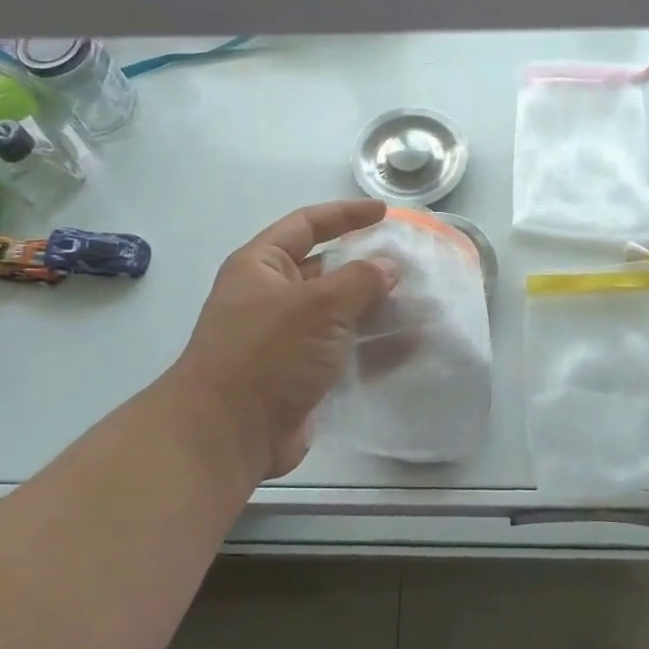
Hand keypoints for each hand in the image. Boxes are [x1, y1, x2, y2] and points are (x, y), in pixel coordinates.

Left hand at [168, 200, 397, 485]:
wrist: (228, 434)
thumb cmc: (267, 353)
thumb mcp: (317, 305)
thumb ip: (359, 279)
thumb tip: (388, 268)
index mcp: (261, 267)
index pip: (306, 225)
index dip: (344, 215)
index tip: (384, 214)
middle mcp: (271, 298)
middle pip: (326, 271)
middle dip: (367, 268)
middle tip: (411, 267)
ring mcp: (286, 339)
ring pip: (339, 314)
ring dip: (377, 311)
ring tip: (420, 307)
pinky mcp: (301, 375)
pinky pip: (343, 352)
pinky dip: (373, 348)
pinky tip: (409, 348)